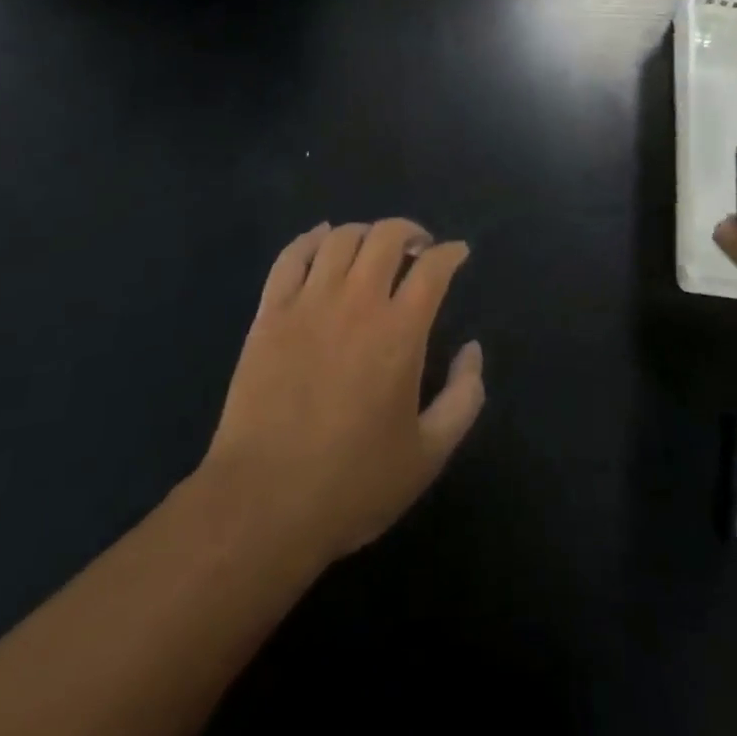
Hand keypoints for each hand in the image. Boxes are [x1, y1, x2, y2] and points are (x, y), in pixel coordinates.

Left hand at [202, 219, 485, 566]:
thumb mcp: (429, 454)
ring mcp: (308, 302)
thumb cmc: (353, 483)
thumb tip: (472, 350)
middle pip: (387, 236)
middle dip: (410, 232)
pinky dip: (311, 238)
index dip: (451, 253)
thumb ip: (463, 397)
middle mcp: (356, 301)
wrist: (264, 503)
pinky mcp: (270, 313)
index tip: (458, 253)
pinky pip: (291, 256)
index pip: (433, 267)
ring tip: (374, 246)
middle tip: (418, 247)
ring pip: (341, 238)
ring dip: (365, 233)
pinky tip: (322, 238)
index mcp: (400, 331)